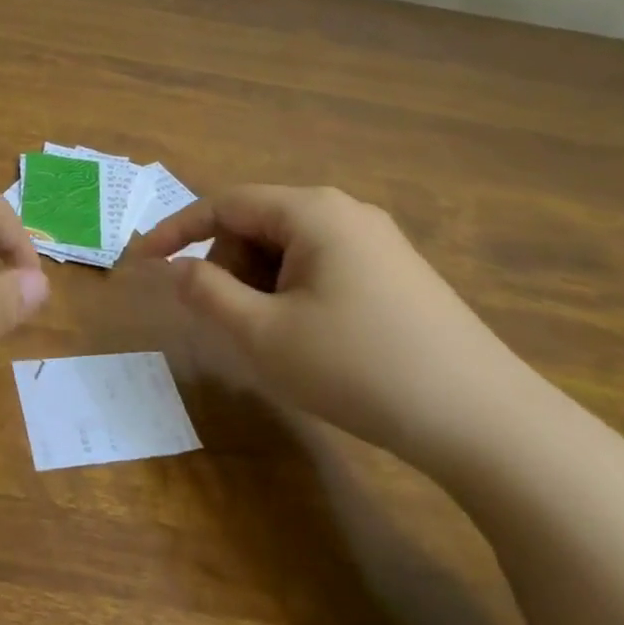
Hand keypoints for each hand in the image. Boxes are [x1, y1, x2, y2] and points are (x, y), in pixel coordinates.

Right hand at [133, 185, 536, 461]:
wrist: (484, 421)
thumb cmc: (358, 366)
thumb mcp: (263, 334)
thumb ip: (207, 293)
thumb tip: (179, 270)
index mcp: (312, 212)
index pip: (224, 203)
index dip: (175, 231)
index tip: (140, 262)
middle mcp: (346, 213)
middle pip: (258, 224)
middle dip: (226, 266)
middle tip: (225, 322)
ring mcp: (378, 243)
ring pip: (289, 249)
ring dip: (259, 285)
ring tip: (269, 339)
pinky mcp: (397, 275)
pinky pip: (321, 268)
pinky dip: (292, 294)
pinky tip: (308, 340)